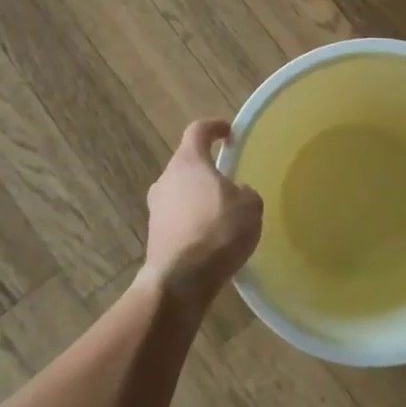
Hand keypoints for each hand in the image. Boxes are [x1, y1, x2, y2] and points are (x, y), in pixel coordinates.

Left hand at [140, 119, 262, 308]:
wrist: (181, 279)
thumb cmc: (218, 230)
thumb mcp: (250, 205)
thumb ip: (244, 191)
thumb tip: (234, 193)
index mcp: (188, 162)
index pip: (198, 131)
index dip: (215, 127)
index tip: (229, 132)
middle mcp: (166, 180)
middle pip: (187, 164)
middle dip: (207, 169)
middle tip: (229, 181)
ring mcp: (156, 209)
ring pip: (181, 193)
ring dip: (199, 198)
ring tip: (223, 215)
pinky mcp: (155, 235)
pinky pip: (179, 219)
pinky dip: (194, 222)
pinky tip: (212, 239)